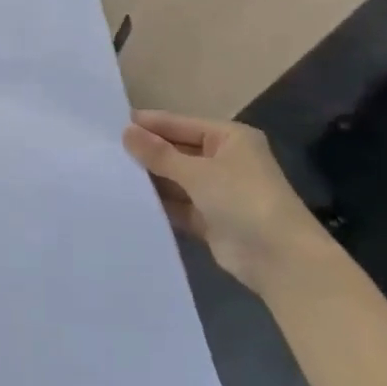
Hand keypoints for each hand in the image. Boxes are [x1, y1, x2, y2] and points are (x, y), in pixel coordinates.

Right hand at [123, 112, 331, 293]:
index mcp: (229, 138)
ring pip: (176, 179)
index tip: (111, 123)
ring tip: (109, 173)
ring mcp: (218, 192)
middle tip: (105, 149)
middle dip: (147, 152)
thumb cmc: (243, 200)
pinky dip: (160, 204)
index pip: (180, 124)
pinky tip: (129, 200)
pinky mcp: (211, 220)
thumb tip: (126, 131)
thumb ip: (160, 154)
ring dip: (151, 179)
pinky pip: (179, 206)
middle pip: (178, 151)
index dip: (149, 124)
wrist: (281, 261)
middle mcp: (224, 160)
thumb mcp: (198, 172)